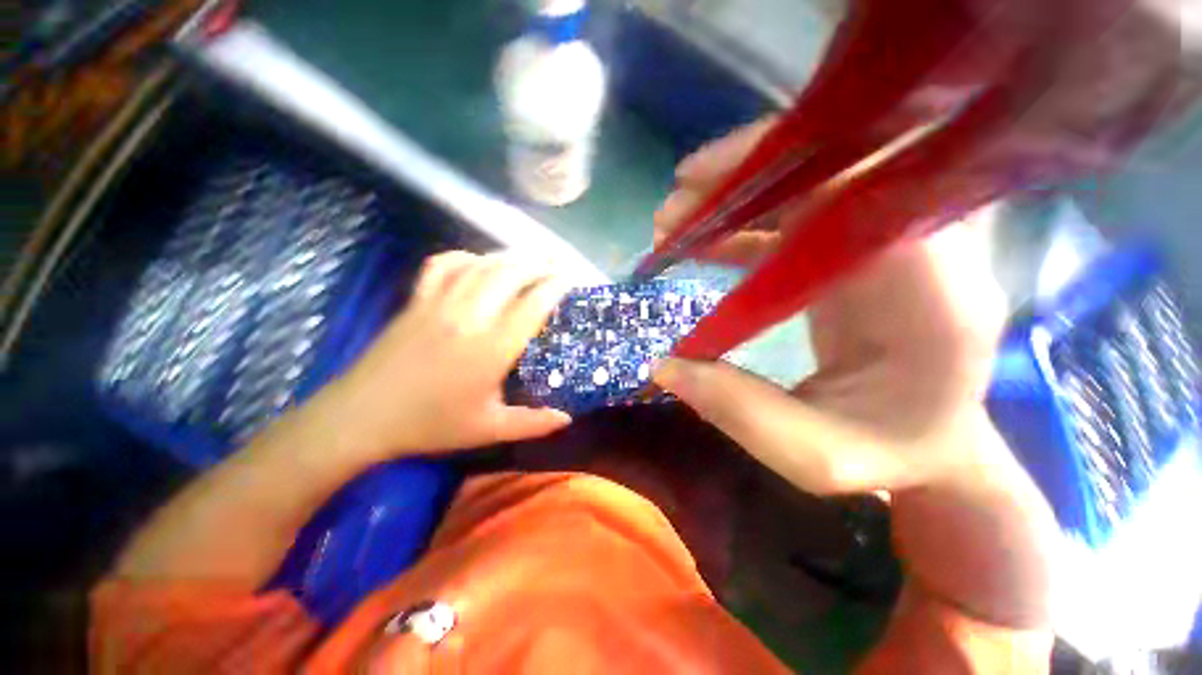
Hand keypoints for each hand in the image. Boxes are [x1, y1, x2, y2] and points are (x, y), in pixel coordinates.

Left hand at [319, 251, 571, 461]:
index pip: (532, 305)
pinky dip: (466, 257)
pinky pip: (443, 265)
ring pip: (481, 266)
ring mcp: (439, 304)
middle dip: (539, 263)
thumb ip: (533, 423)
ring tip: (531, 257)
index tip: (572, 278)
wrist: (360, 418)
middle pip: (510, 274)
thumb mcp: (488, 430)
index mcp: (490, 349)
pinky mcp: (417, 300)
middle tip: (558, 263)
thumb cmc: (429, 425)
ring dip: (511, 257)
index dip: (555, 286)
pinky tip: (479, 262)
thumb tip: (567, 418)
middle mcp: (468, 317)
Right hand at [652, 117, 1008, 495]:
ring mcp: (887, 246)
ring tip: (672, 224)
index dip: (776, 175)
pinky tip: (700, 243)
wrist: (933, 448)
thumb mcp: (815, 457)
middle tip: (671, 210)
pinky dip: (744, 225)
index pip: (863, 188)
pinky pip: (797, 219)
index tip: (698, 190)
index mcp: (930, 296)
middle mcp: (921, 252)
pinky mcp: (857, 255)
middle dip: (740, 180)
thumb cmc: (890, 458)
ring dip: (734, 200)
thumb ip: (740, 412)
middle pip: (832, 171)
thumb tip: (662, 366)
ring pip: (808, 188)